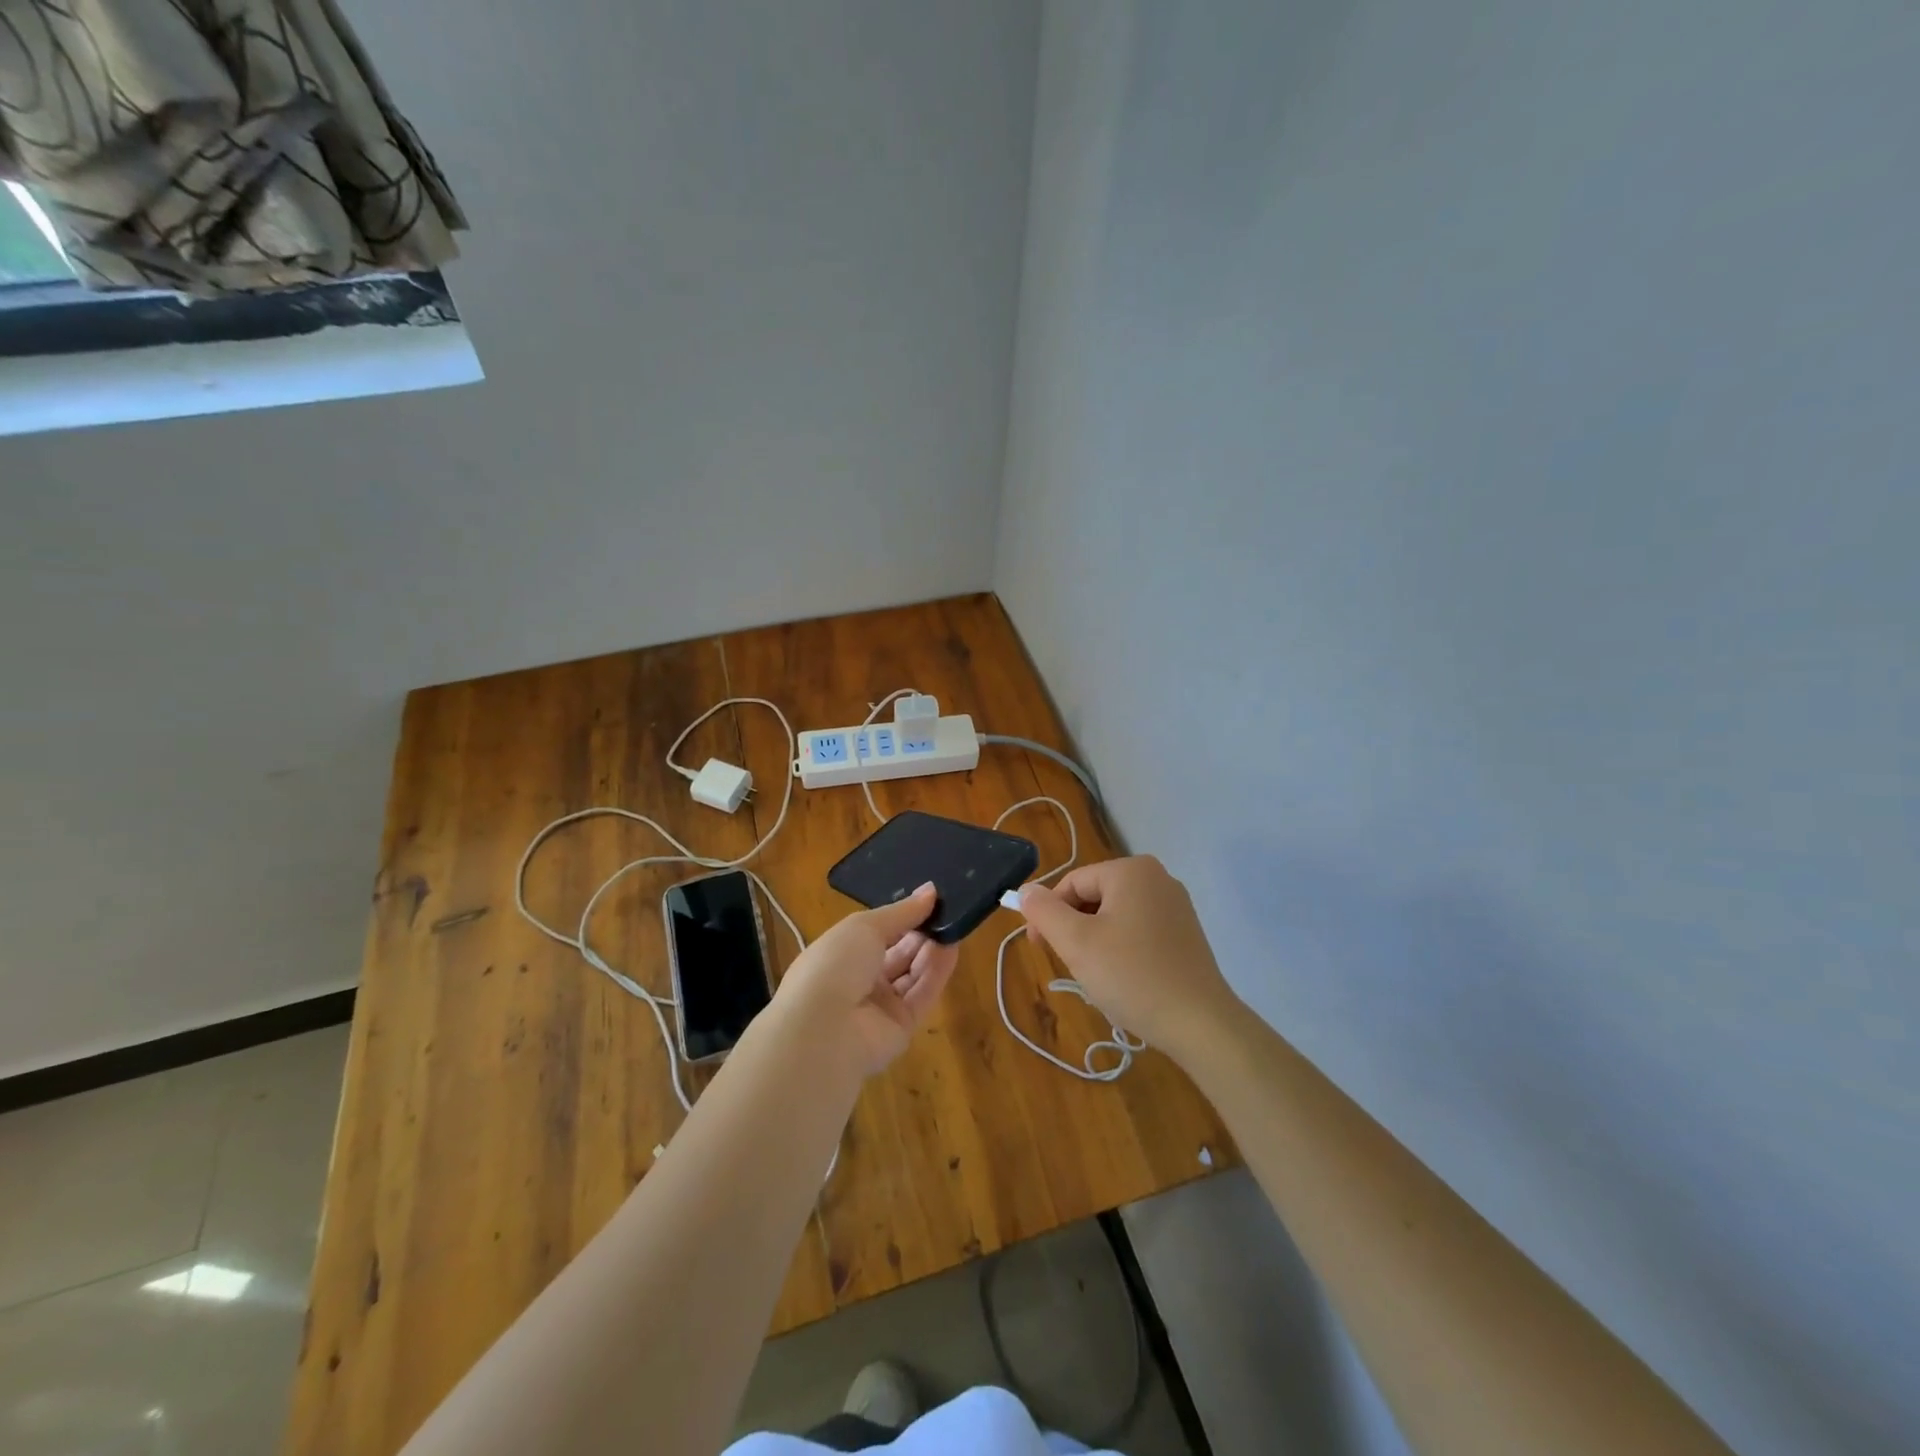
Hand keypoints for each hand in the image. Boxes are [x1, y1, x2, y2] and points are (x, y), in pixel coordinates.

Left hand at [771, 883, 958, 1076]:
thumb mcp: (864, 926)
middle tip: (947, 910)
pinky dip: (938, 972)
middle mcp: (859, 979)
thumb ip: (901, 911)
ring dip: (931, 949)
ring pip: (912, 973)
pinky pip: (922, 995)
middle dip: (920, 931)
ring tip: (955, 923)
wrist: (825, 1031)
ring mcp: (879, 1006)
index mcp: (840, 953)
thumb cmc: (835, 964)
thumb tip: (931, 890)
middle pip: (897, 952)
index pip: (876, 932)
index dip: (901, 916)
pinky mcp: (901, 1027)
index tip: (930, 898)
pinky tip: (953, 947)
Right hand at [1019, 856, 1242, 1065]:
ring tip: (1097, 975)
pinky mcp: (1185, 932)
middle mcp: (1157, 877)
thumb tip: (1026, 890)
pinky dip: (1121, 948)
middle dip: (1074, 928)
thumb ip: (1044, 911)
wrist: (1200, 1023)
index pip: (1072, 883)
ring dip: (1095, 940)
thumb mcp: (1076, 942)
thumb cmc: (1132, 976)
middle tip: (1069, 965)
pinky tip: (1123, 978)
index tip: (1038, 949)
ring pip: (1115, 915)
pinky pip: (1138, 929)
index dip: (1048, 914)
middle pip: (1094, 896)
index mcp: (1131, 871)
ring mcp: (1175, 905)